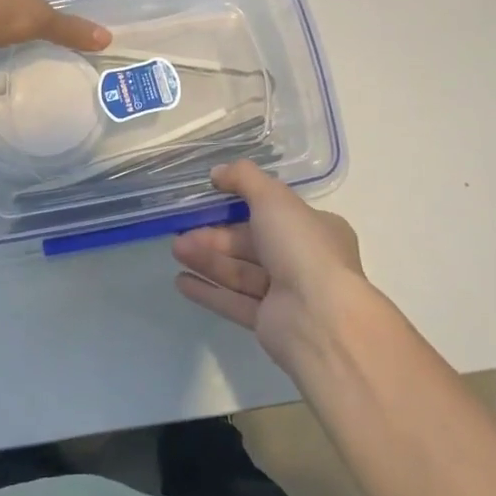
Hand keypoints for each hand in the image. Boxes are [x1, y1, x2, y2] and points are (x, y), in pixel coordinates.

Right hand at [173, 161, 370, 376]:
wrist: (319, 319)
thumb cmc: (302, 248)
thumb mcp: (273, 198)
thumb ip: (244, 178)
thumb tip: (217, 172)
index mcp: (315, 229)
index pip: (273, 212)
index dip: (241, 205)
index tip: (210, 199)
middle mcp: (303, 260)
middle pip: (251, 243)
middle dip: (215, 236)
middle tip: (181, 231)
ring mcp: (286, 294)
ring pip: (240, 271)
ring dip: (207, 260)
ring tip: (175, 250)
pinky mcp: (268, 323)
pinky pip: (234, 301)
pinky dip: (208, 290)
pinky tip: (180, 282)